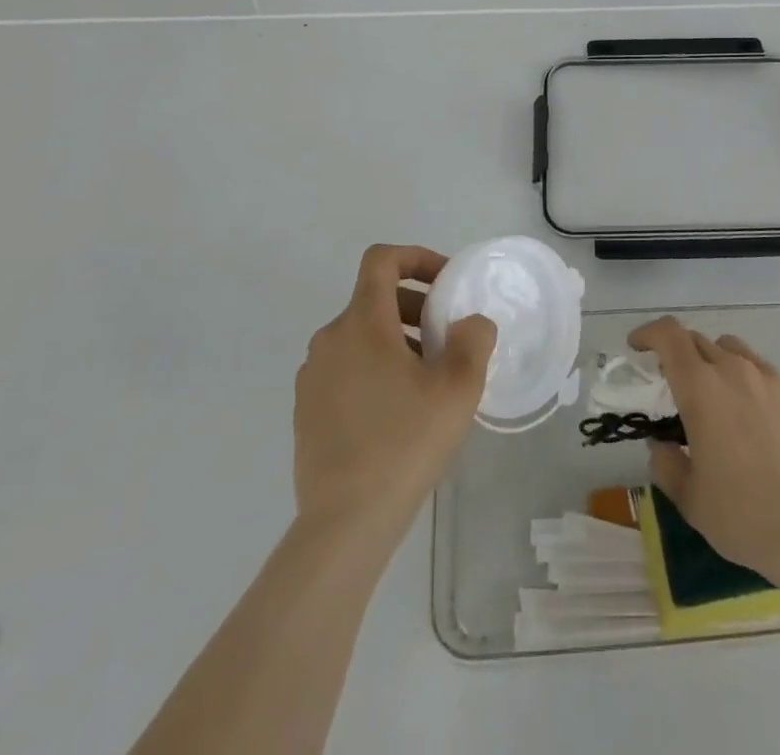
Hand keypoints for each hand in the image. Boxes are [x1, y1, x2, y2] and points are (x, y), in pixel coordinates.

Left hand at [294, 245, 497, 538]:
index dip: (416, 257)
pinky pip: (346, 368)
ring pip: (360, 336)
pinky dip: (374, 368)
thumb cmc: (405, 442)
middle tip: (447, 340)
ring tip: (428, 380)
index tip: (446, 282)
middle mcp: (330, 339)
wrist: (345, 522)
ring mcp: (312, 376)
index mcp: (362, 323)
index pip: (381, 260)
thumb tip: (470, 323)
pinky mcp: (306, 409)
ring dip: (397, 340)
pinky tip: (398, 412)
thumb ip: (473, 340)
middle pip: (374, 299)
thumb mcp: (458, 387)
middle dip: (416, 307)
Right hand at [629, 316, 779, 585]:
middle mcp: (734, 370)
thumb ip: (666, 465)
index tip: (637, 348)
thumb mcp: (689, 498)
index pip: (669, 335)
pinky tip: (751, 418)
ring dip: (713, 361)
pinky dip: (746, 380)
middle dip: (678, 354)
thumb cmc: (743, 514)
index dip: (648, 333)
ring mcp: (769, 379)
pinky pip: (761, 371)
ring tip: (714, 396)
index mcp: (700, 387)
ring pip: (732, 349)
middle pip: (698, 340)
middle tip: (672, 385)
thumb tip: (662, 446)